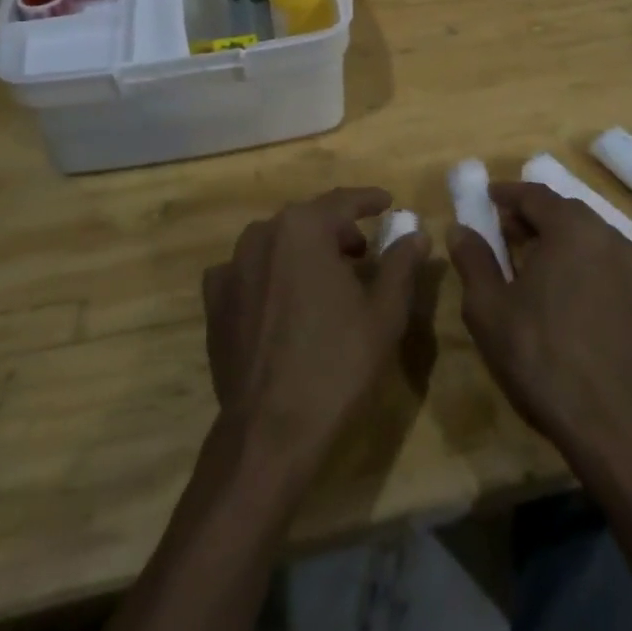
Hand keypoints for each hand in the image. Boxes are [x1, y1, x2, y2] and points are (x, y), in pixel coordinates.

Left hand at [203, 187, 427, 479]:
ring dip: (304, 250)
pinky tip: (284, 299)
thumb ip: (401, 263)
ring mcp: (232, 266)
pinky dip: (271, 274)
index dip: (369, 200)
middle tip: (363, 250)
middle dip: (337, 229)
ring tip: (327, 276)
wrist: (270, 430)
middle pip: (308, 219)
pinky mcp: (215, 300)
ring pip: (277, 243)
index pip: (342, 201)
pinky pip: (249, 271)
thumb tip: (416, 233)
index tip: (388, 202)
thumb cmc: (336, 364)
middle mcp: (262, 235)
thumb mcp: (384, 312)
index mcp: (303, 228)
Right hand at [448, 182, 631, 463]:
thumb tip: (460, 229)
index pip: (535, 194)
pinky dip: (576, 260)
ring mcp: (630, 268)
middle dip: (530, 216)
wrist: (608, 421)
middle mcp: (607, 236)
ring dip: (554, 238)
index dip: (506, 193)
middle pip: (563, 211)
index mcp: (572, 228)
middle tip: (501, 231)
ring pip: (585, 236)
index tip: (486, 197)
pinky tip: (557, 290)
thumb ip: (473, 260)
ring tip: (526, 261)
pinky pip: (601, 261)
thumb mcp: (488, 307)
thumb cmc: (539, 355)